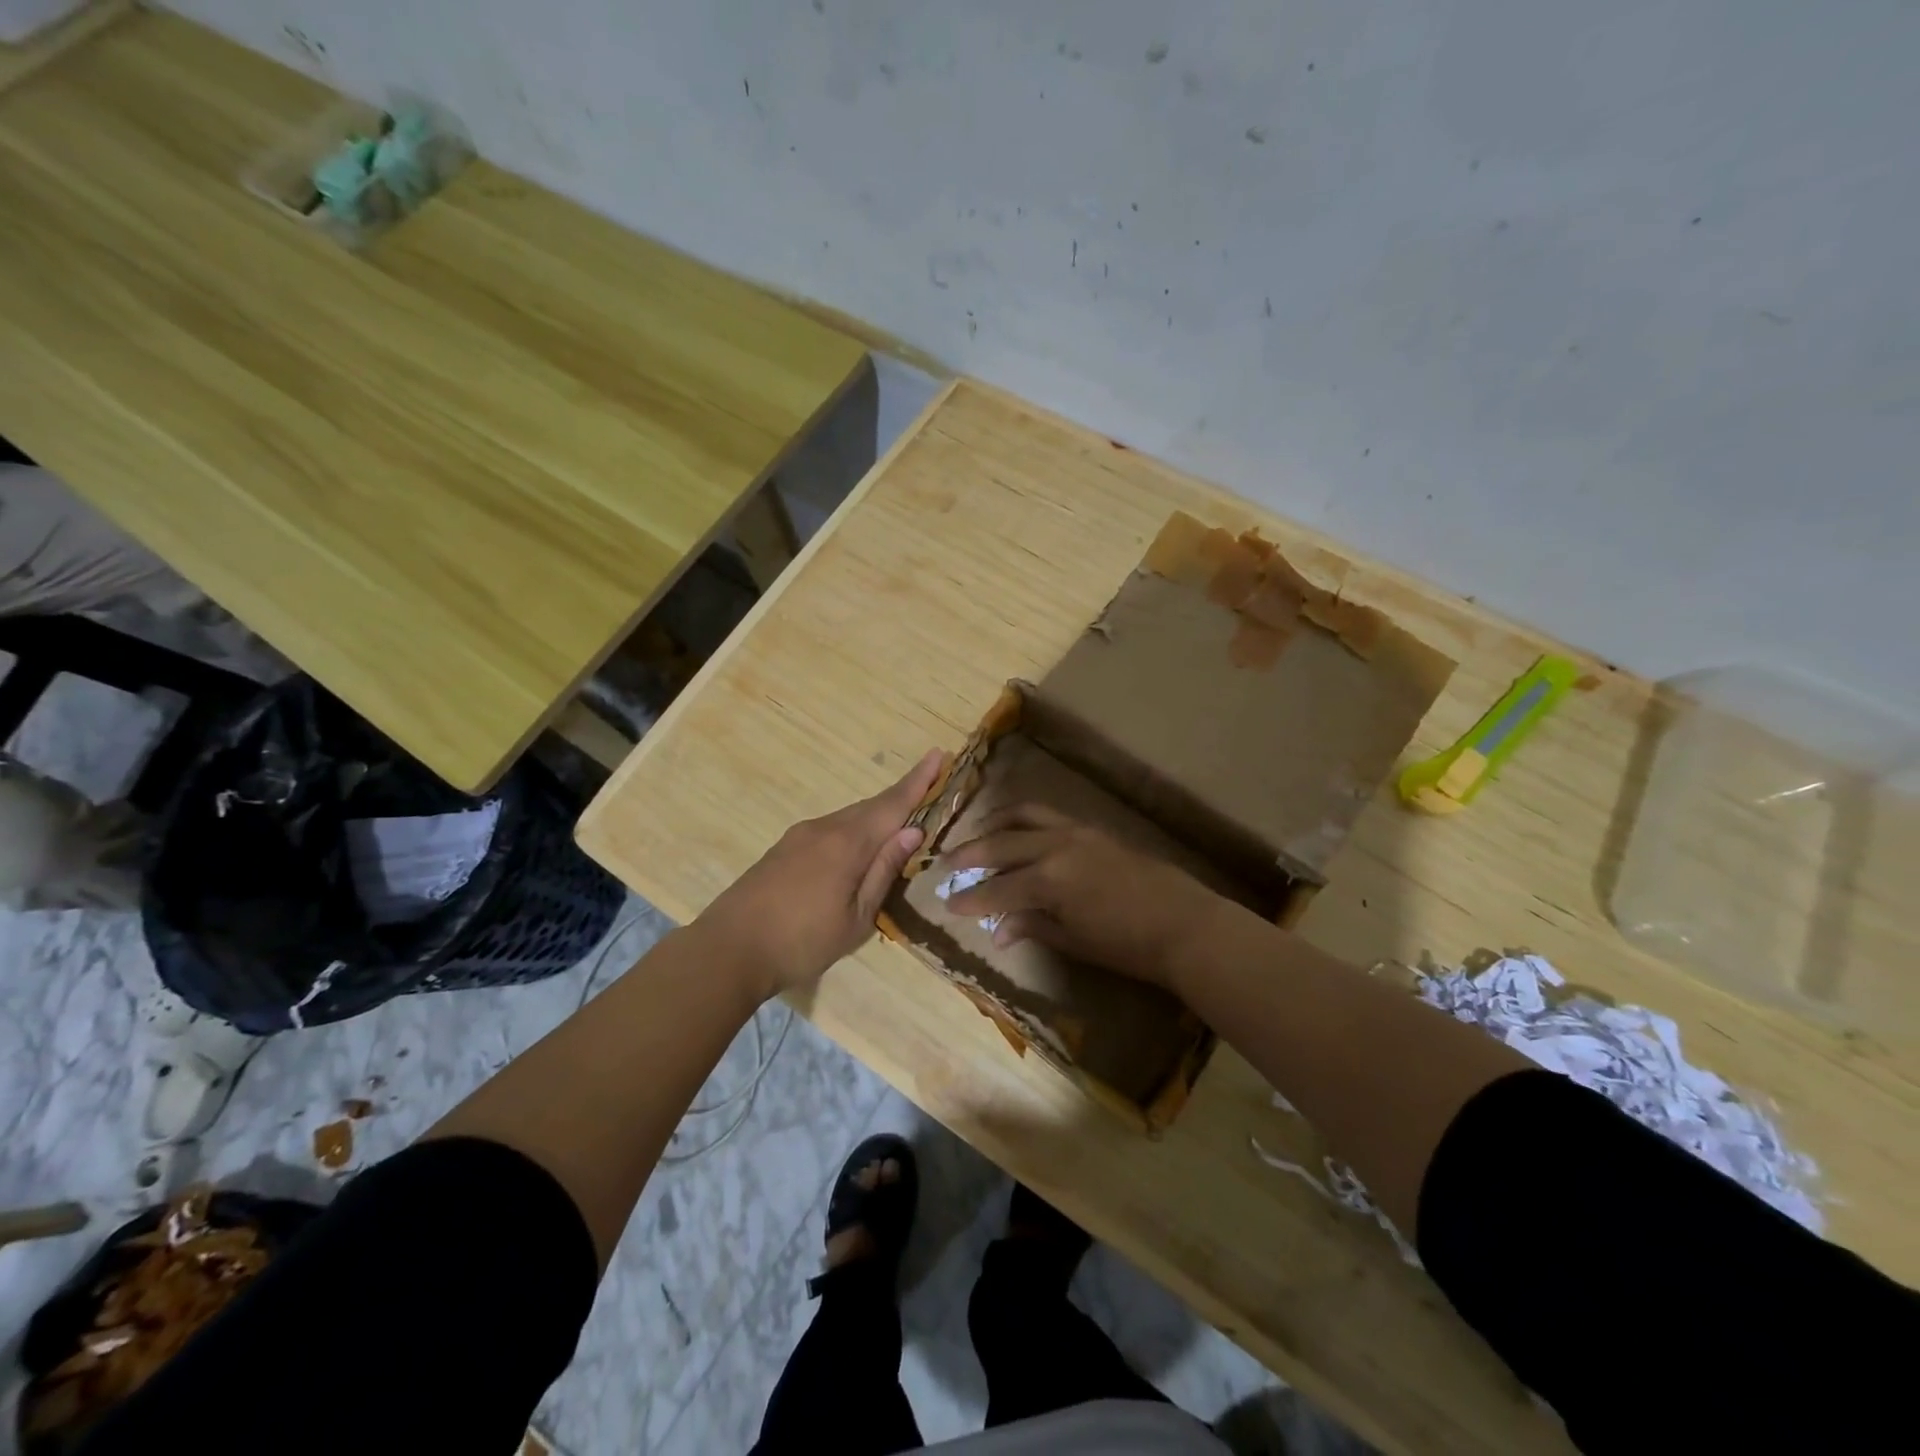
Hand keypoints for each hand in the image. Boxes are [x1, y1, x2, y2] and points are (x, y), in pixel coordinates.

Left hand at [698, 749, 945, 998]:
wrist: (728, 950)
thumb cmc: (802, 942)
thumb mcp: (856, 917)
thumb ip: (884, 871)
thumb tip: (913, 831)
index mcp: (848, 843)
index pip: (893, 804)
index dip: (918, 781)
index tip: (939, 753)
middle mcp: (824, 828)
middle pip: (872, 807)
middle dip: (902, 797)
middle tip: (929, 788)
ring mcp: (800, 836)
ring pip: (850, 818)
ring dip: (877, 817)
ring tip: (899, 827)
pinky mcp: (784, 848)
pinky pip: (831, 829)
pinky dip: (854, 830)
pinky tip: (858, 850)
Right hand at [937, 804, 1224, 987]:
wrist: (1185, 924)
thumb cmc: (1128, 945)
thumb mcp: (1074, 940)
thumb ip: (1032, 926)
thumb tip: (997, 929)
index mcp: (1048, 879)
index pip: (997, 888)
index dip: (970, 898)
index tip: (947, 904)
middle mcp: (1055, 847)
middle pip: (1001, 843)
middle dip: (970, 854)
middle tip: (947, 863)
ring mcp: (1076, 832)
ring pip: (1024, 815)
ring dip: (996, 823)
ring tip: (978, 832)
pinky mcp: (1092, 829)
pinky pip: (1048, 816)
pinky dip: (1025, 820)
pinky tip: (1019, 831)